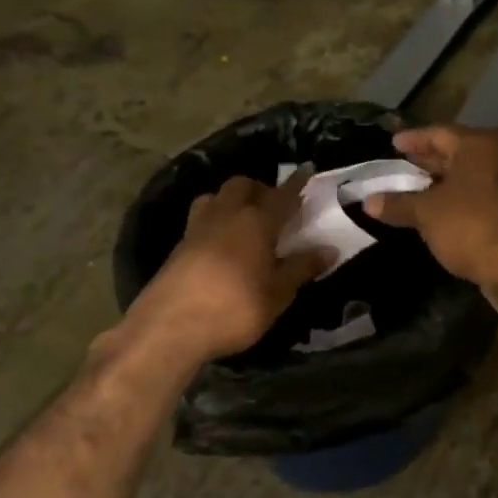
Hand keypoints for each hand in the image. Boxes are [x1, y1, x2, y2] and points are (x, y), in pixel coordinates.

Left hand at [123, 170, 327, 364]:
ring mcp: (198, 227)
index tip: (307, 168)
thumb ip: (301, 268)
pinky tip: (223, 241)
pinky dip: (217, 218)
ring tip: (245, 220)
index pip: (282, 195)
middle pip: (243, 185)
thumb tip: (329, 249)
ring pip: (217, 196)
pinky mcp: (180, 244)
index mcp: (256, 222)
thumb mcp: (277, 294)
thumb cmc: (234, 309)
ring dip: (234, 199)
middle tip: (275, 207)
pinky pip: (202, 216)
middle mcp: (226, 215)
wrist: (169, 328)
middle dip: (261, 189)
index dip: (297, 183)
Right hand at [364, 127, 497, 308]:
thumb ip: (398, 204)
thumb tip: (368, 201)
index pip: (439, 133)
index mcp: (479, 145)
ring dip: (444, 183)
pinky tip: (440, 214)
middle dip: (429, 161)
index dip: (414, 139)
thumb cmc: (471, 225)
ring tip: (416, 191)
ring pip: (470, 176)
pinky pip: (480, 196)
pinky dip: (459, 200)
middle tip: (403, 166)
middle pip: (458, 152)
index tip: (393, 144)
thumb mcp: (427, 213)